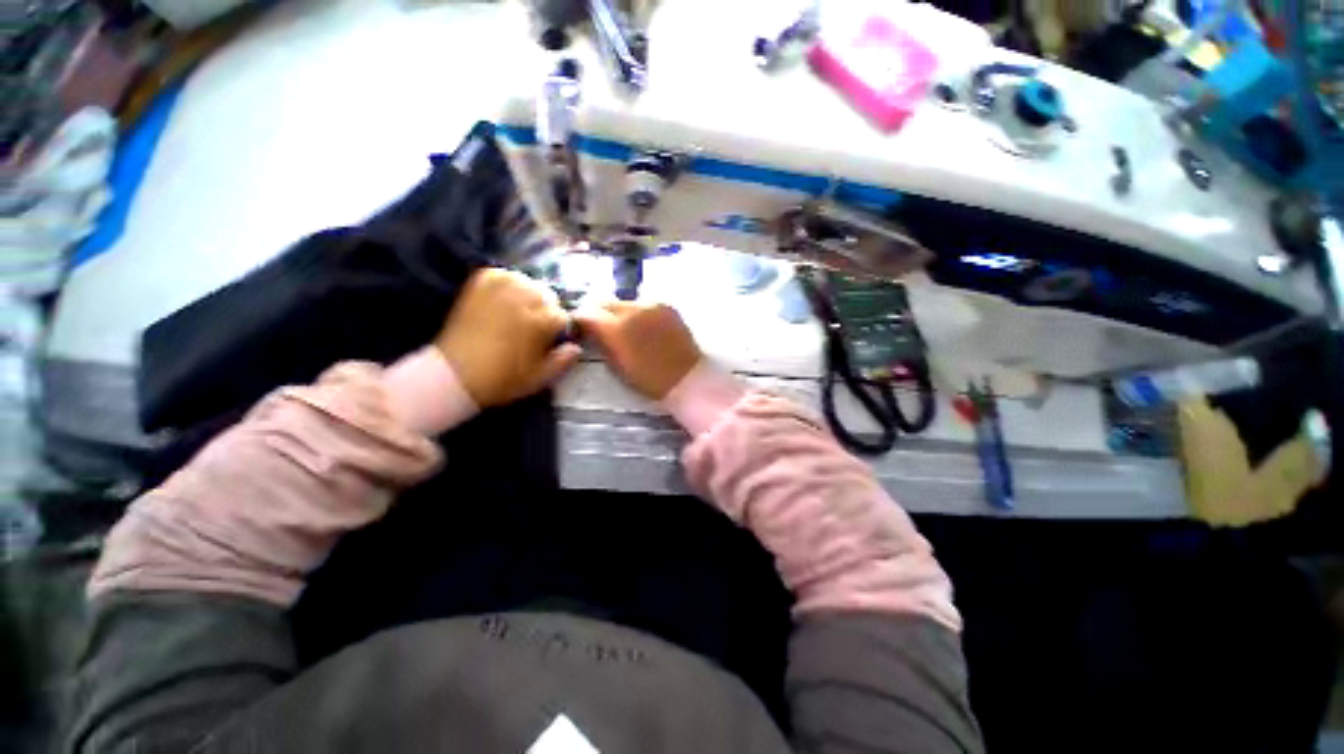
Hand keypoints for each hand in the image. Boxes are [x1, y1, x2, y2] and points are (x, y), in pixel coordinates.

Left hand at [435, 268, 580, 407]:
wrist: (454, 374)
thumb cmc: (502, 379)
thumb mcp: (539, 378)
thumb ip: (562, 361)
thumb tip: (576, 347)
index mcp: (540, 322)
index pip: (563, 315)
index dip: (559, 328)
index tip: (553, 338)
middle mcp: (522, 299)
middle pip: (547, 295)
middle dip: (546, 309)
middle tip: (536, 326)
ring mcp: (499, 288)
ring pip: (527, 282)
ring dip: (528, 295)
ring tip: (521, 310)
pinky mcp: (479, 283)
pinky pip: (503, 274)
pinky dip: (508, 282)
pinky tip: (506, 298)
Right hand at [574, 301, 701, 399]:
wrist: (686, 378)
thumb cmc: (649, 380)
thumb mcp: (617, 366)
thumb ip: (601, 343)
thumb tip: (591, 331)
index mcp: (616, 328)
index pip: (586, 314)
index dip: (579, 321)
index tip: (579, 329)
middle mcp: (632, 309)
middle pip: (603, 302)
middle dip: (597, 313)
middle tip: (598, 327)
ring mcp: (652, 304)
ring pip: (623, 301)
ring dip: (618, 312)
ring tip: (623, 327)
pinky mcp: (666, 305)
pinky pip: (643, 303)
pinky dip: (637, 312)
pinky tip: (642, 326)